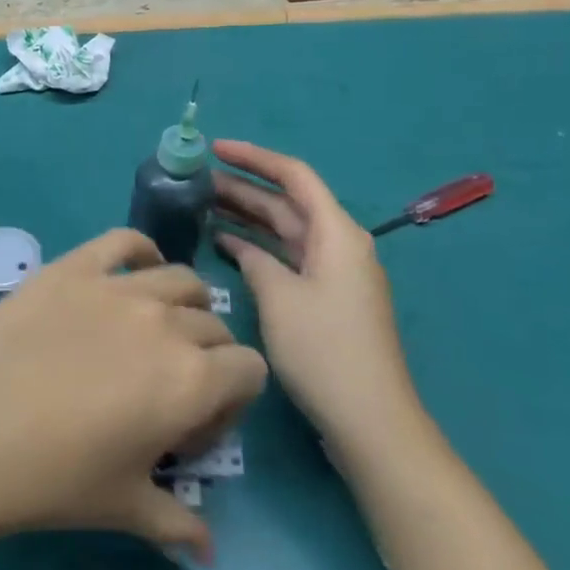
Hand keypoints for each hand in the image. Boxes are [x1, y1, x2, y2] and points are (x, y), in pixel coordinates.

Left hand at [0, 230, 267, 563]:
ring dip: (183, 306)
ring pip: (180, 280)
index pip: (249, 369)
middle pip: (214, 325)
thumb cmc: (51, 480)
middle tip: (165, 390)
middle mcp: (165, 321)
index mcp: (191, 379)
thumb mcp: (123, 508)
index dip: (231, 401)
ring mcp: (117, 286)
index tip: (192, 429)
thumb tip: (208, 552)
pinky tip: (134, 274)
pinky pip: (124, 242)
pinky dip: (141, 253)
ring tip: (153, 333)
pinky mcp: (73, 266)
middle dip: (207, 358)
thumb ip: (177, 523)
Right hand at [212, 141, 419, 443]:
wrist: (370, 420)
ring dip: (248, 217)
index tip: (215, 149)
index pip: (294, 175)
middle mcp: (339, 244)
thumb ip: (255, 260)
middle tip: (198, 180)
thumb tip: (241, 246)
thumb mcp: (279, 297)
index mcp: (337, 232)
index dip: (254, 158)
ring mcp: (334, 272)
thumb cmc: (324, 349)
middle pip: (287, 202)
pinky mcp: (326, 298)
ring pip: (286, 230)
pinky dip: (259, 248)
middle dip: (244, 188)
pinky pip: (288, 257)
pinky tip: (225, 244)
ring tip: (203, 205)